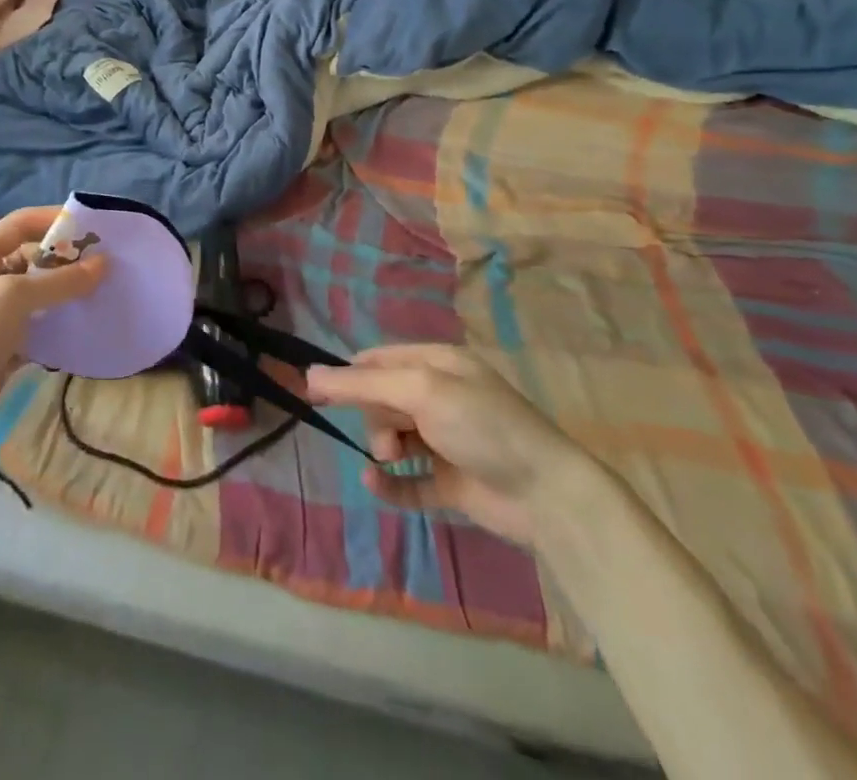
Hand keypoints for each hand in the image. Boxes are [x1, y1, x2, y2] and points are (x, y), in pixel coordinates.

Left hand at [0, 207, 104, 455]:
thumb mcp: (12, 299)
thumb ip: (59, 281)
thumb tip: (103, 263)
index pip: (20, 224)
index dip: (54, 220)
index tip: (92, 227)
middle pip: (32, 258)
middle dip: (66, 260)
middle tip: (106, 266)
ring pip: (38, 293)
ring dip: (66, 293)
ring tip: (103, 293)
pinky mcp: (3, 345)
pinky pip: (37, 325)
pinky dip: (58, 324)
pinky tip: (84, 326)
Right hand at [307, 344, 587, 542]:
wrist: (547, 496)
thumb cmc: (483, 427)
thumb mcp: (421, 391)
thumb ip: (363, 385)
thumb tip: (309, 374)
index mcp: (437, 364)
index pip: (379, 360)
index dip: (348, 375)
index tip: (316, 393)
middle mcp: (440, 397)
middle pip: (382, 399)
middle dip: (373, 416)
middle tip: (386, 437)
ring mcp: (446, 441)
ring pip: (392, 437)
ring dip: (382, 447)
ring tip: (394, 460)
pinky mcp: (450, 482)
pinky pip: (406, 480)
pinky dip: (389, 483)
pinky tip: (375, 484)